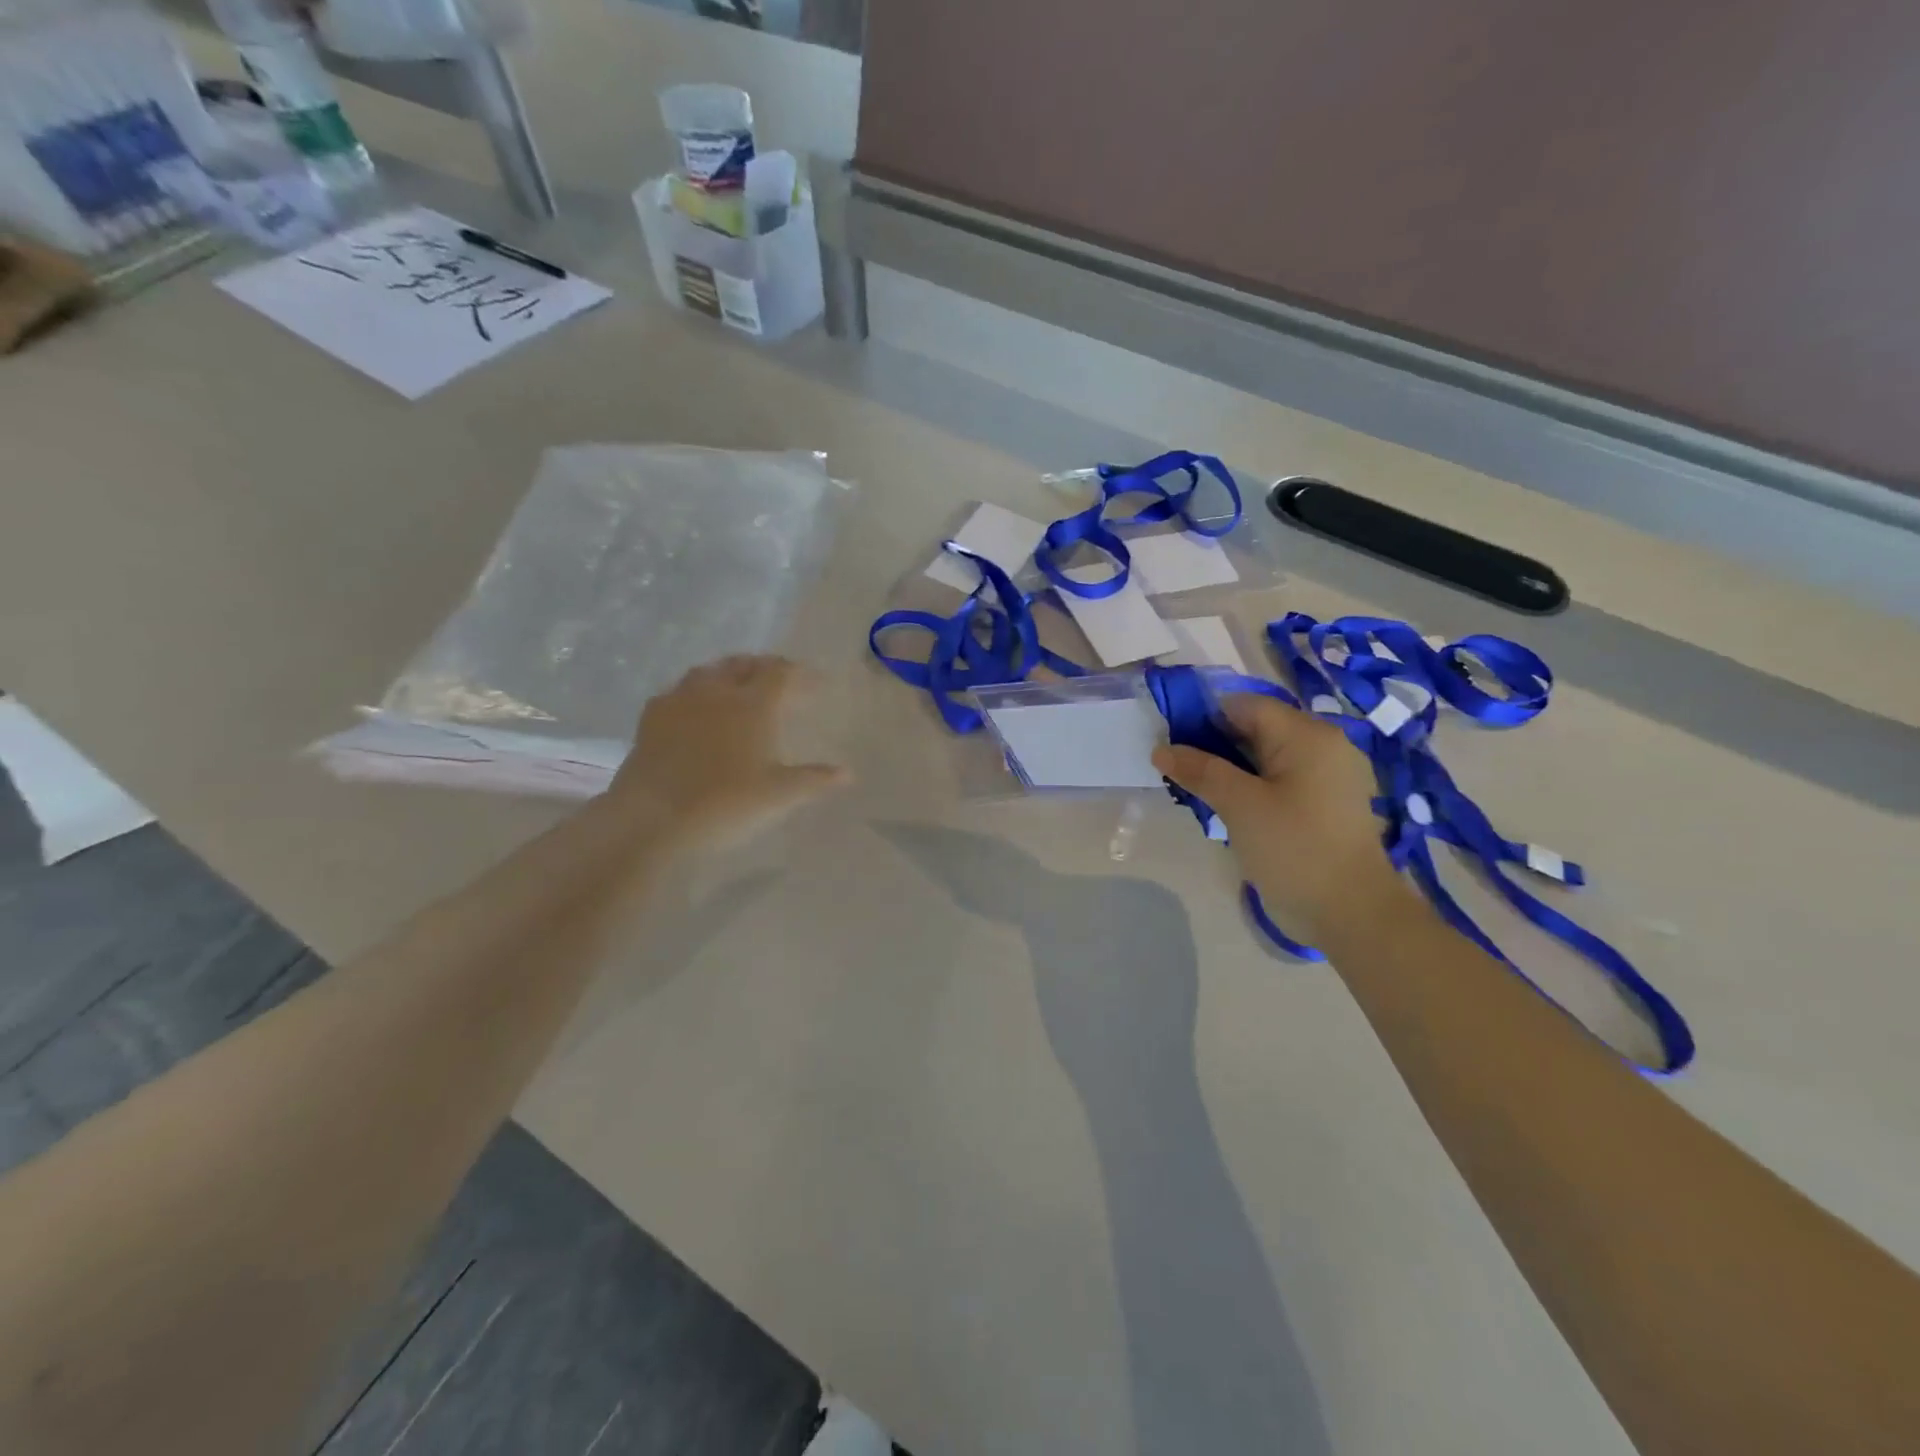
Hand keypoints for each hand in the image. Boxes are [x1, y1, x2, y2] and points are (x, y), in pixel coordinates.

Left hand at [608, 656, 849, 854]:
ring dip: (730, 672)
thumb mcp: (778, 796)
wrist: (652, 818)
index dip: (802, 674)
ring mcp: (680, 700)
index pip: (782, 673)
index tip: (818, 683)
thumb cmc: (725, 804)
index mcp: (753, 704)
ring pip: (709, 671)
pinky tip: (697, 706)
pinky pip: (679, 690)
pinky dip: (697, 691)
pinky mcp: (651, 717)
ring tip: (740, 684)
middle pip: (745, 664)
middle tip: (781, 679)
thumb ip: (814, 779)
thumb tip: (848, 773)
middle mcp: (717, 691)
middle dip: (766, 667)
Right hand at [1152, 695, 1415, 943]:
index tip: (1171, 744)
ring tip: (1198, 791)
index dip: (1202, 718)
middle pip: (1256, 728)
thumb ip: (1200, 770)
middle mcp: (1322, 744)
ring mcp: (1327, 775)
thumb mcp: (1239, 805)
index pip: (1243, 705)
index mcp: (1306, 734)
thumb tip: (1160, 749)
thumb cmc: (1294, 849)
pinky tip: (1229, 808)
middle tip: (1180, 772)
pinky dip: (1252, 785)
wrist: (1352, 913)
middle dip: (1214, 745)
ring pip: (1265, 756)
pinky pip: (1280, 779)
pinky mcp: (1326, 802)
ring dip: (1230, 768)